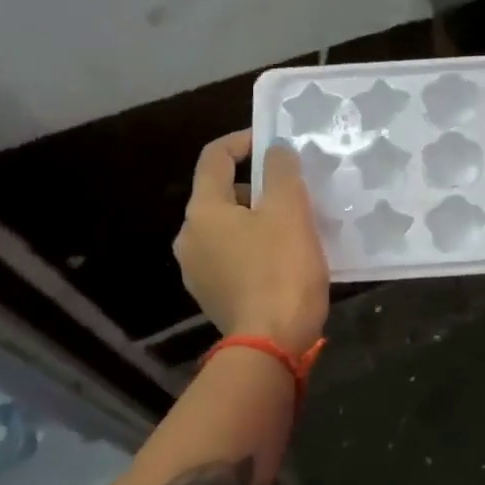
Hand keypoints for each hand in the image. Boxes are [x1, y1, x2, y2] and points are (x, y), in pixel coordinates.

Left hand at [174, 131, 329, 355]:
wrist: (272, 343)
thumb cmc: (282, 270)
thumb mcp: (290, 212)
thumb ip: (282, 172)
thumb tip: (275, 150)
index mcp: (203, 211)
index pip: (215, 158)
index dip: (243, 141)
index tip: (272, 142)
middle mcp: (189, 238)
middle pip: (222, 197)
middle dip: (256, 189)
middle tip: (295, 195)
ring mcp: (197, 272)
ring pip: (228, 230)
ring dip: (257, 222)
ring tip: (295, 230)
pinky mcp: (213, 298)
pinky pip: (233, 260)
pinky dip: (254, 251)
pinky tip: (283, 263)